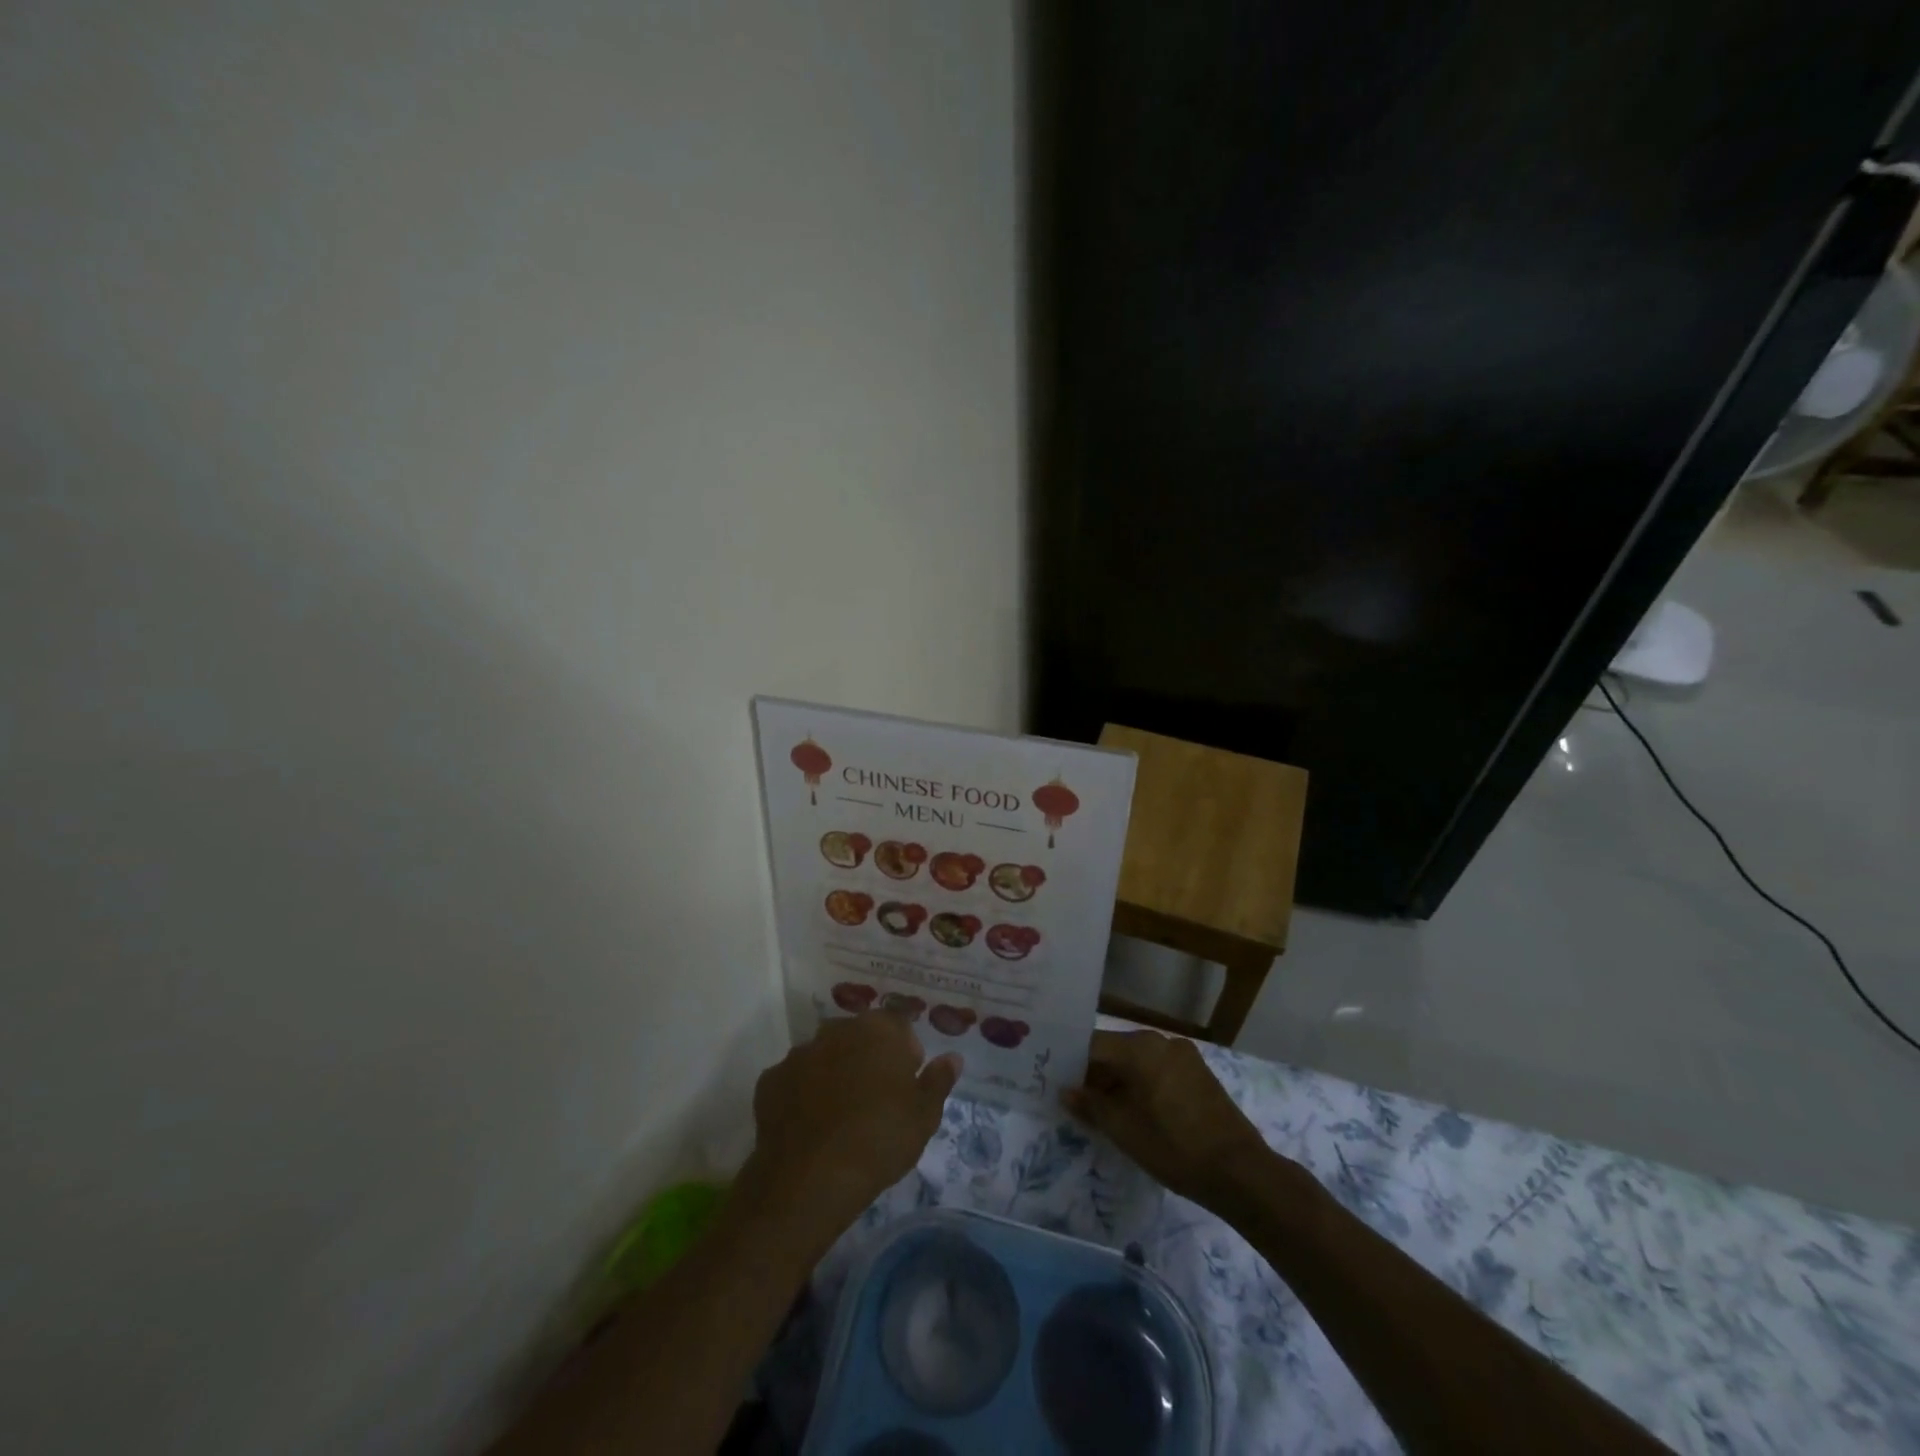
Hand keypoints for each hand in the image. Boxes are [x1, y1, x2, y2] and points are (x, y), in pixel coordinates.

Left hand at [739, 1012, 960, 1245]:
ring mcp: (800, 1052)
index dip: (907, 1051)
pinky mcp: (771, 1080)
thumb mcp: (924, 1116)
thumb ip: (939, 1080)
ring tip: (842, 1115)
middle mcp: (837, 1029)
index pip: (900, 1024)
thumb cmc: (880, 1139)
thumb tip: (952, 1057)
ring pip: (825, 1055)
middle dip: (869, 1057)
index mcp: (878, 1029)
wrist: (810, 1178)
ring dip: (835, 1072)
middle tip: (877, 1099)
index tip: (908, 1082)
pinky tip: (811, 1125)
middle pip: (859, 1035)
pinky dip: (803, 1094)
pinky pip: (795, 1080)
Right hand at [1062, 1030, 1269, 1205]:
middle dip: (1096, 1075)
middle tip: (1078, 1103)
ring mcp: (1184, 1055)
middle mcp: (1161, 1041)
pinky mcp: (1198, 1074)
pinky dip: (1143, 1085)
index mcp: (1140, 1047)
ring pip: (1138, 1062)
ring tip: (1106, 1112)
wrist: (1240, 1172)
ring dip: (1120, 1082)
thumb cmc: (1174, 1147)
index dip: (1073, 1065)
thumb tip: (1065, 1091)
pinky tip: (1139, 1112)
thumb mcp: (1123, 1130)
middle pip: (1116, 1051)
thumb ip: (1090, 1106)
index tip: (1058, 1084)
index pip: (1093, 1046)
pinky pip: (1159, 1070)